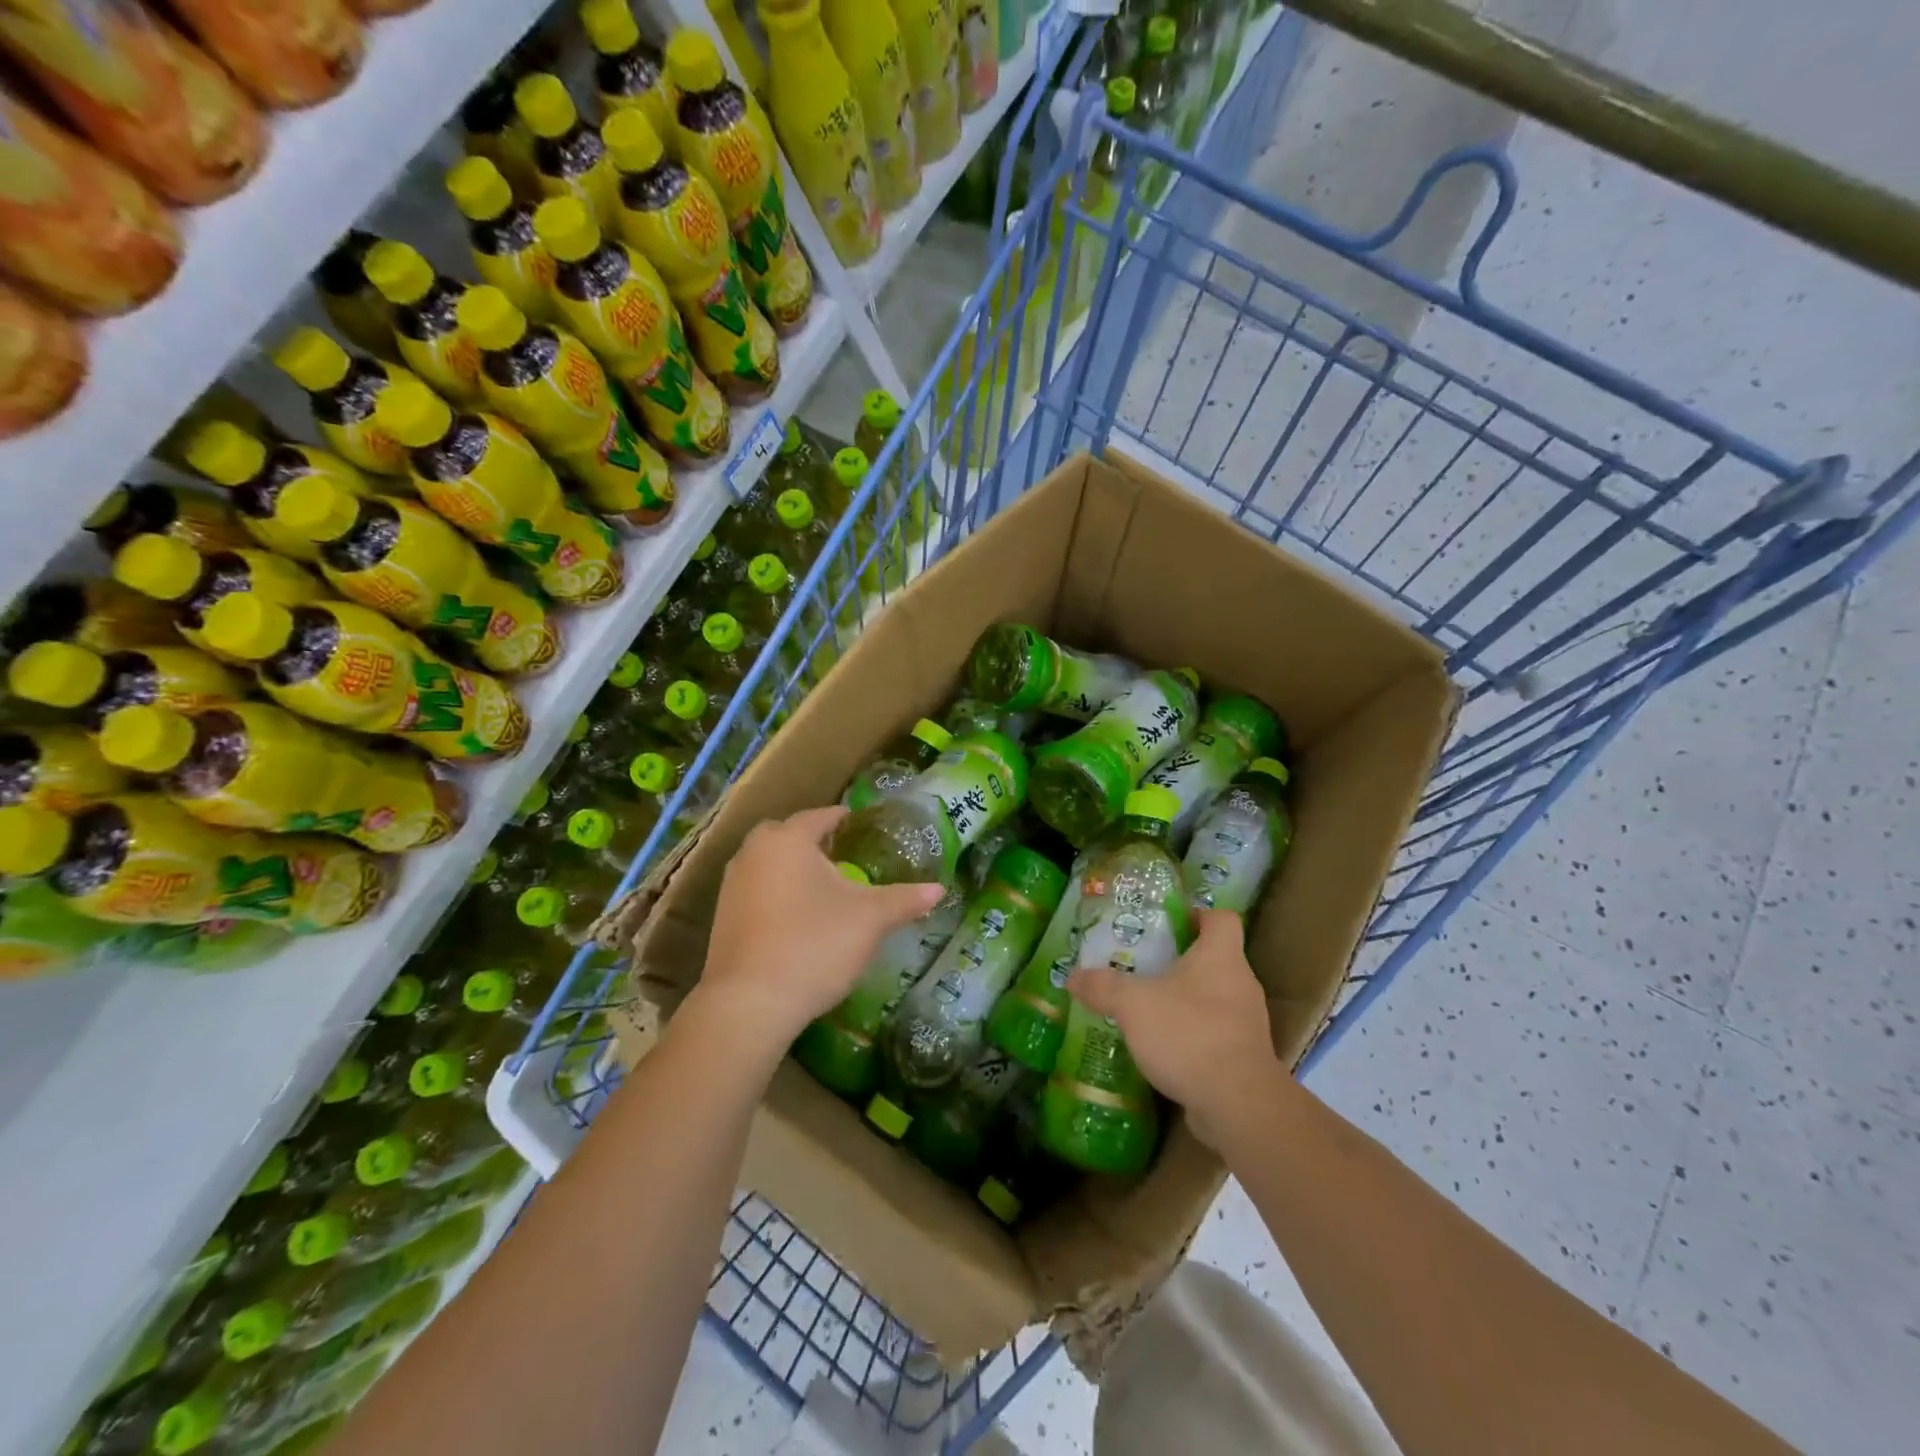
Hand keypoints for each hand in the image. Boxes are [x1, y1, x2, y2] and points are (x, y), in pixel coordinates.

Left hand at [688, 805, 943, 1061]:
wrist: (750, 1003)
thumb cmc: (814, 944)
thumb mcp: (870, 919)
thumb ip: (904, 899)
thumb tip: (939, 889)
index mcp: (788, 839)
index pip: (819, 816)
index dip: (841, 818)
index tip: (858, 822)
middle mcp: (754, 853)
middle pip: (786, 835)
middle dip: (811, 840)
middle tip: (839, 852)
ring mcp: (732, 885)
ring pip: (767, 862)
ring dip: (791, 867)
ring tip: (820, 885)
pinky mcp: (722, 917)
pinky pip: (755, 890)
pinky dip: (775, 893)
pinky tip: (796, 916)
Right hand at [1067, 909, 1286, 1148]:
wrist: (1238, 1105)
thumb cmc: (1188, 1033)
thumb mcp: (1132, 1004)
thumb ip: (1102, 986)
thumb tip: (1073, 977)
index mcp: (1220, 956)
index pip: (1221, 918)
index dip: (1197, 915)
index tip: (1168, 924)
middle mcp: (1241, 983)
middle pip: (1215, 958)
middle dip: (1181, 961)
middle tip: (1144, 967)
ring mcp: (1247, 1023)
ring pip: (1214, 998)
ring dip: (1185, 1001)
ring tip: (1148, 1009)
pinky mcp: (1245, 1057)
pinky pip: (1216, 1033)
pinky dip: (1193, 1035)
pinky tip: (1164, 1048)